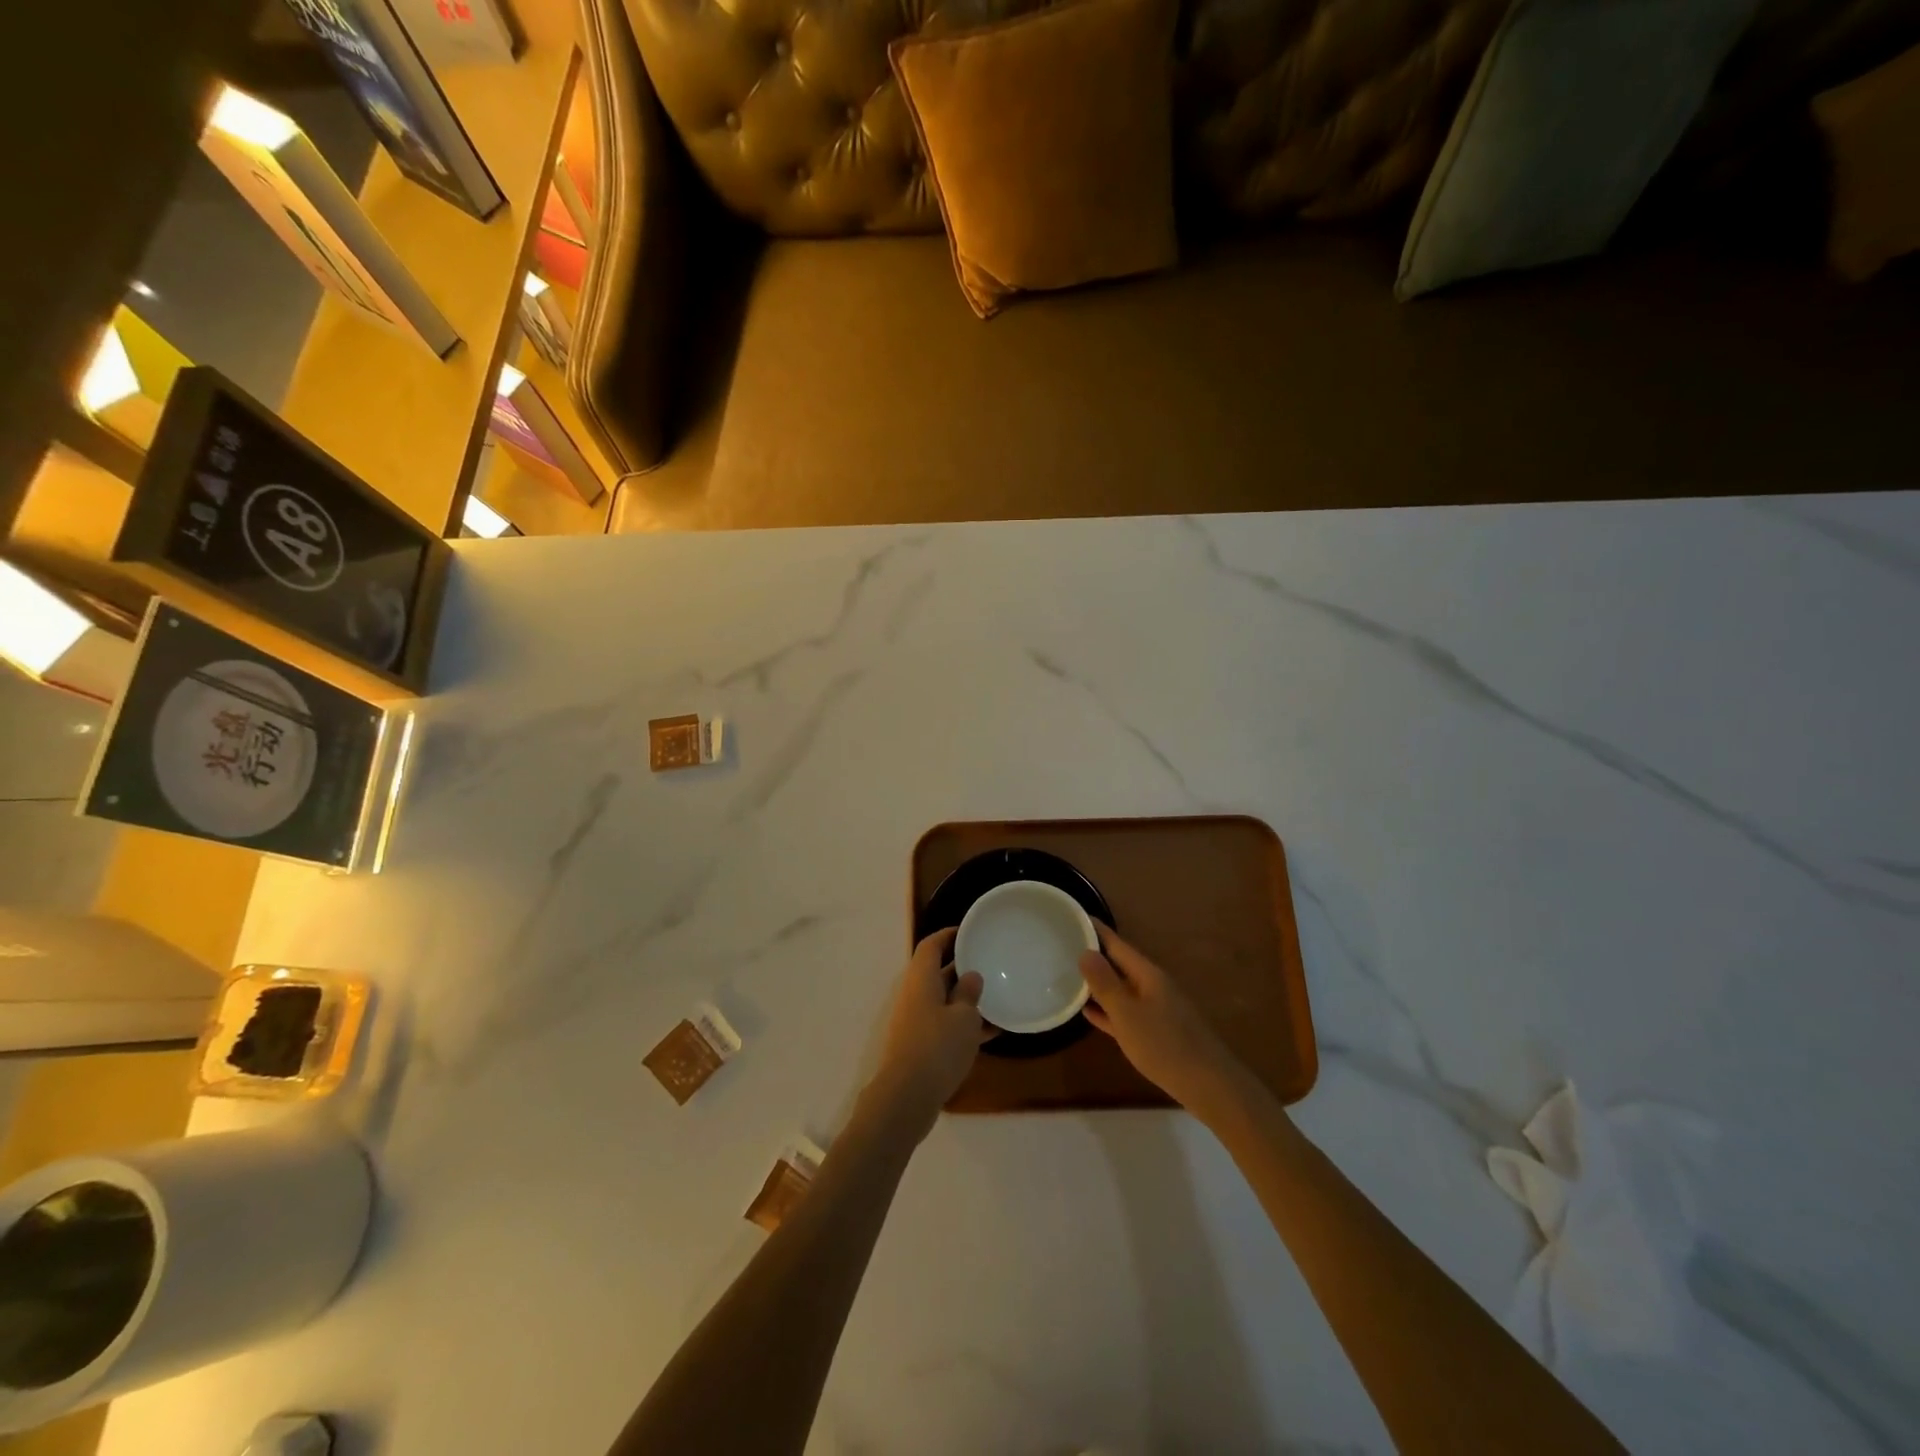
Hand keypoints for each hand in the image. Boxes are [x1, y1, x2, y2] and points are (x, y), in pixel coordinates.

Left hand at [867, 928, 987, 1136]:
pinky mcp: (921, 1045)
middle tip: (990, 962)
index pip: (931, 945)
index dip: (949, 935)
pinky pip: (946, 1025)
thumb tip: (970, 976)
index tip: (970, 931)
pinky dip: (965, 1025)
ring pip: (944, 1000)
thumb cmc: (937, 1047)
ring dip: (967, 998)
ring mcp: (916, 1021)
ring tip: (998, 995)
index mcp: (921, 979)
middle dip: (962, 966)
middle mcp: (915, 995)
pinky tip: (994, 1031)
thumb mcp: (963, 1017)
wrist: (907, 1098)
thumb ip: (969, 993)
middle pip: (937, 972)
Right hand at [1080, 930, 1244, 1115]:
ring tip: (1068, 975)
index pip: (1116, 944)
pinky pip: (1125, 1013)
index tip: (1072, 917)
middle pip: (1118, 964)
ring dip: (1098, 983)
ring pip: (1120, 989)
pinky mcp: (1155, 1032)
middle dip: (1093, 955)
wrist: (1207, 1085)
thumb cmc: (1164, 1044)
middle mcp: (1151, 985)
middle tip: (1061, 946)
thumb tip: (1085, 951)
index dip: (1095, 930)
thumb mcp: (1127, 1013)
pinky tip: (1088, 1012)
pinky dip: (1107, 1009)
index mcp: (1147, 974)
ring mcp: (1154, 1009)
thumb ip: (1105, 983)